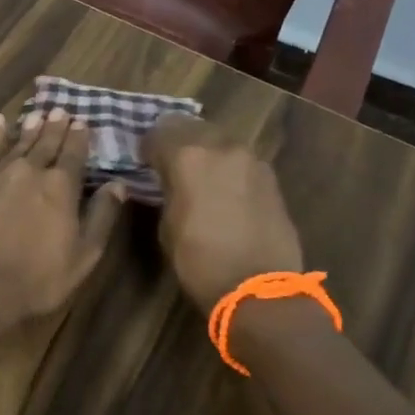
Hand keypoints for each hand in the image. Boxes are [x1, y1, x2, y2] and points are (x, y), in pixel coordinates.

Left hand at [0, 108, 127, 328]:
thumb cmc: (36, 279)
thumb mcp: (83, 256)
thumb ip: (101, 217)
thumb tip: (118, 185)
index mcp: (61, 188)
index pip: (74, 154)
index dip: (80, 138)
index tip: (83, 122)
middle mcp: (31, 172)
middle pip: (46, 143)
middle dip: (55, 127)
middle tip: (60, 111)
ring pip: (17, 143)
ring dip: (29, 128)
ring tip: (36, 114)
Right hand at [143, 115, 303, 310]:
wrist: (259, 287)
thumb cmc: (200, 261)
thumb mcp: (167, 225)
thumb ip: (167, 191)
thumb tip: (169, 181)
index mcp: (188, 156)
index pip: (159, 133)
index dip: (148, 146)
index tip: (144, 161)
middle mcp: (221, 147)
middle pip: (191, 127)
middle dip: (177, 141)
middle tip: (169, 162)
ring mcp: (251, 159)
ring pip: (219, 140)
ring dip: (205, 151)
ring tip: (198, 175)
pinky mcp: (270, 176)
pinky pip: (240, 160)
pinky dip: (227, 167)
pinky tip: (224, 190)